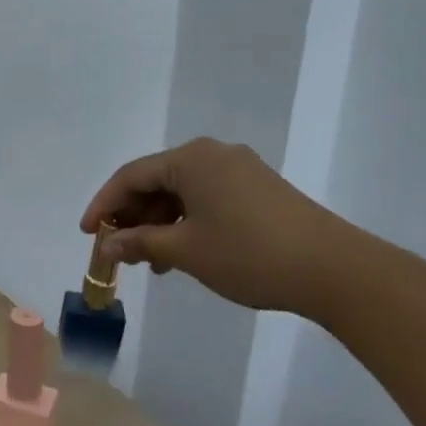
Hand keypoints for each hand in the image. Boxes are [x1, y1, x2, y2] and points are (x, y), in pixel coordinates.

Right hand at [79, 137, 344, 313]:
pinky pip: (206, 199)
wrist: (337, 271)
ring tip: (149, 261)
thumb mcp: (185, 251)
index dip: (103, 205)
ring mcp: (240, 171)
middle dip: (132, 216)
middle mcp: (213, 155)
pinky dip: (186, 222)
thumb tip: (108, 246)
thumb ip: (139, 242)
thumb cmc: (250, 254)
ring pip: (181, 193)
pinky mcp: (259, 190)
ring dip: (158, 223)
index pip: (131, 176)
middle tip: (117, 250)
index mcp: (191, 159)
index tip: (88, 235)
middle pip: (156, 181)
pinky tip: (181, 254)